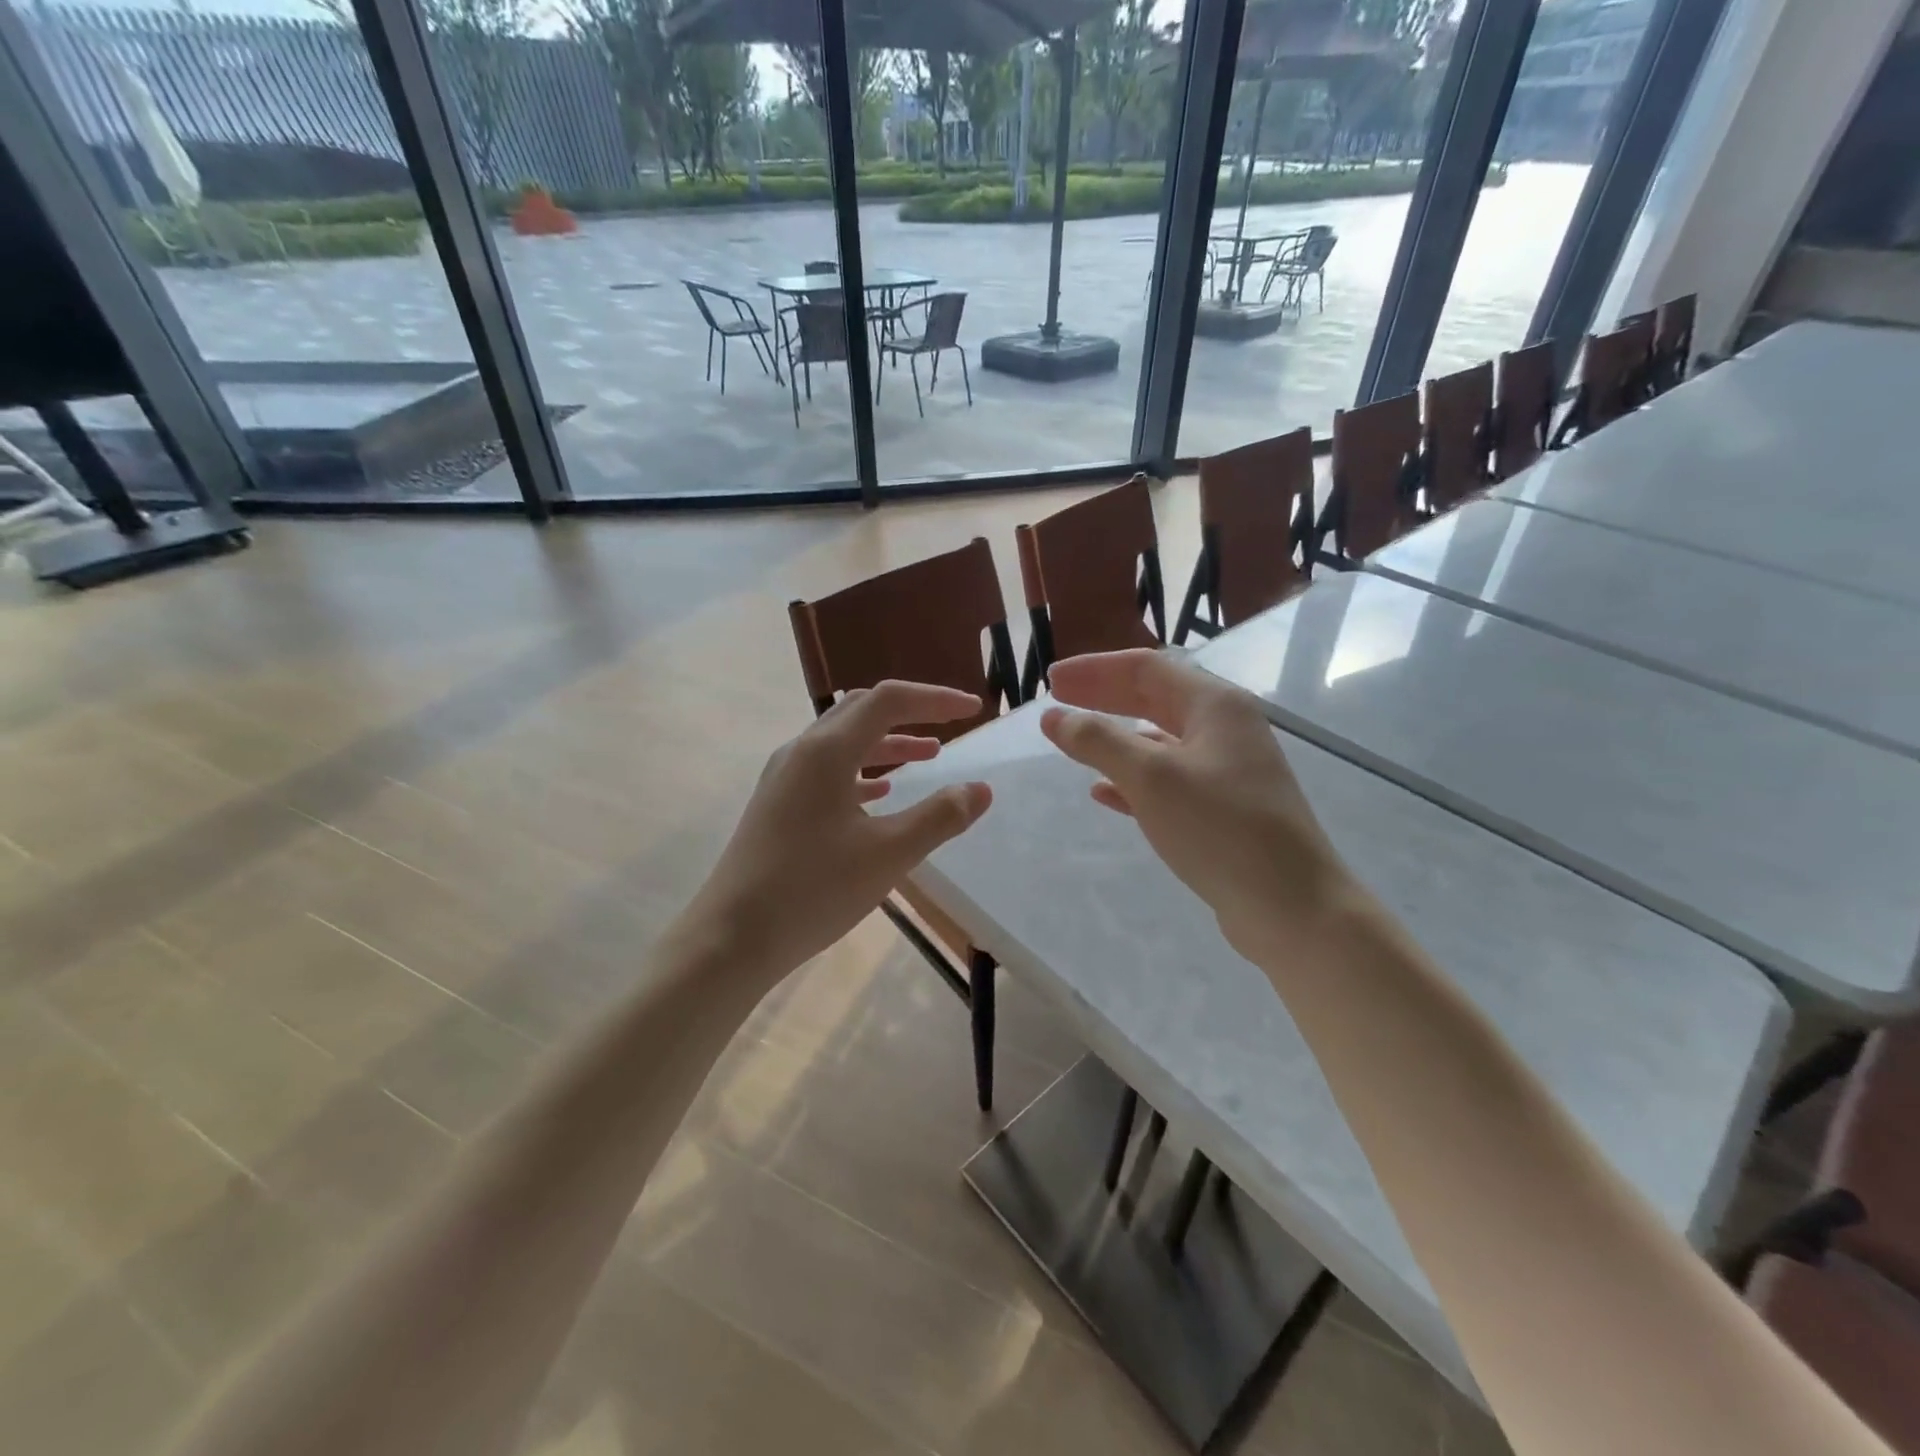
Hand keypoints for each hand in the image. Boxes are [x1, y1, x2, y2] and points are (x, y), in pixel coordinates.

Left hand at [686, 681, 992, 986]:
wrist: (732, 937)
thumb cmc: (813, 890)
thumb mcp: (888, 855)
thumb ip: (939, 817)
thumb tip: (980, 789)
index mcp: (827, 751)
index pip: (888, 701)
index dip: (935, 699)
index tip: (974, 710)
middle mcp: (802, 752)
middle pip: (862, 710)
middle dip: (910, 712)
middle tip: (950, 724)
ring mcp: (784, 777)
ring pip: (844, 741)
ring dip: (888, 742)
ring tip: (928, 755)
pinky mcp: (778, 804)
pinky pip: (827, 770)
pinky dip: (862, 770)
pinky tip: (880, 792)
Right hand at [1040, 649, 1360, 963]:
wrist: (1291, 906)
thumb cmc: (1220, 828)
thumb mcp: (1152, 778)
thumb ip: (1099, 742)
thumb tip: (1054, 718)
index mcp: (1215, 704)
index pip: (1146, 667)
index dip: (1095, 669)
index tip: (1052, 680)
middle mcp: (1224, 728)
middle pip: (1153, 697)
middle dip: (1103, 696)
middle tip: (1056, 700)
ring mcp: (1226, 769)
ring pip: (1159, 739)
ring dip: (1115, 737)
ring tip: (1074, 742)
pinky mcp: (1222, 808)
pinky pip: (1167, 779)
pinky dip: (1132, 778)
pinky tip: (1103, 792)